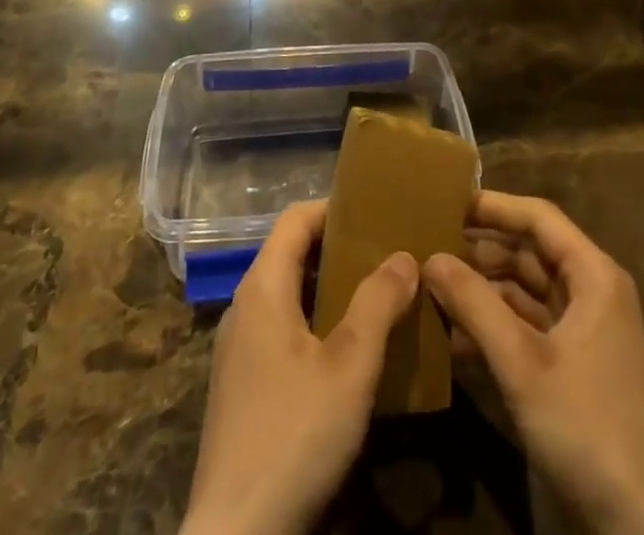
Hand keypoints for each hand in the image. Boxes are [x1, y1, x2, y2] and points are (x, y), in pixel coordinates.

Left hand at [181, 200, 419, 534]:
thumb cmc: (294, 434)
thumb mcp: (350, 366)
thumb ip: (378, 303)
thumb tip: (404, 255)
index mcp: (262, 287)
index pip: (295, 219)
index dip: (334, 208)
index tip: (376, 211)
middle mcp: (244, 307)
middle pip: (291, 254)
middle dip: (339, 249)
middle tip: (387, 253)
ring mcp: (239, 349)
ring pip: (289, 295)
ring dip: (330, 289)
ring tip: (377, 297)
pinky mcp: (243, 387)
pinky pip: (282, 330)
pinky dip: (316, 323)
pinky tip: (349, 352)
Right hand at [424, 192, 643, 534]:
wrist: (640, 525)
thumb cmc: (586, 425)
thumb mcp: (522, 362)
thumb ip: (474, 304)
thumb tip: (430, 257)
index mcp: (593, 275)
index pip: (539, 218)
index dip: (494, 206)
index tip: (447, 203)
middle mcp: (591, 291)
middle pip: (530, 252)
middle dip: (481, 250)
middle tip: (429, 245)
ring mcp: (583, 330)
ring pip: (525, 291)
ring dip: (483, 290)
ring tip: (433, 286)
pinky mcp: (573, 365)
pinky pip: (528, 326)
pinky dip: (495, 326)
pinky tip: (453, 336)